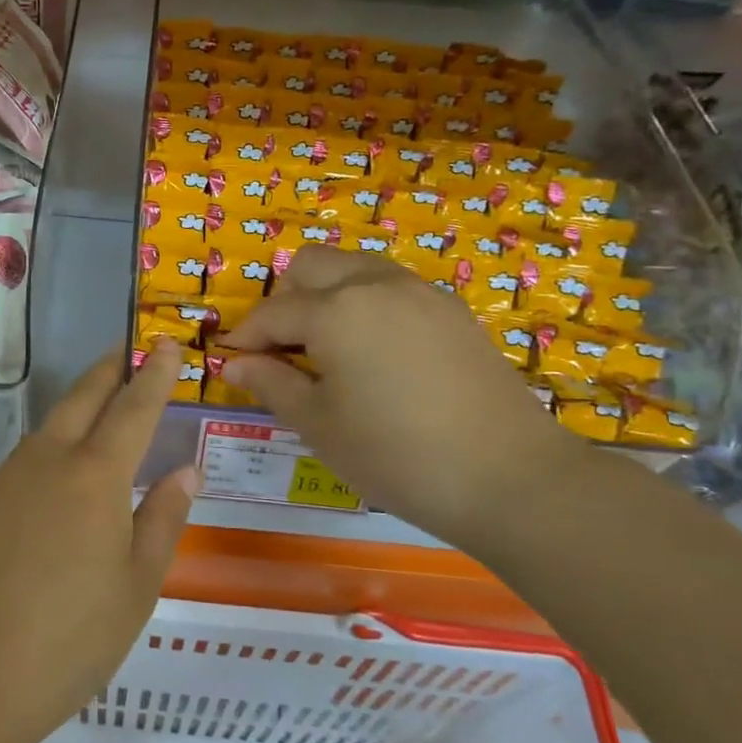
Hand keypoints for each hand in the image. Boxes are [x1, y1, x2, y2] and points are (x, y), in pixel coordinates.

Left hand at [0, 341, 196, 742]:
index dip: (154, 374)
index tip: (166, 343)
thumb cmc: (69, 640)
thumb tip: (185, 471)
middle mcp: (48, 461)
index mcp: (95, 475)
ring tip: (102, 406)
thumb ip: (163, 519)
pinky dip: (53, 445)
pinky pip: (26, 458)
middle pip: (84, 397)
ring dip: (80, 404)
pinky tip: (58, 474)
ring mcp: (6, 479)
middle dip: (111, 369)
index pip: (133, 408)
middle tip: (131, 350)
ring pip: (50, 424)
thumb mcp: (136, 587)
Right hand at [220, 248, 579, 549]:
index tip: (232, 362)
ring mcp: (420, 291)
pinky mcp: (452, 309)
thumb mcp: (319, 425)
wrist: (509, 477)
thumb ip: (272, 383)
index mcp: (335, 310)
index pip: (272, 312)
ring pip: (354, 267)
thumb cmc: (395, 455)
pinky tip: (374, 353)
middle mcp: (375, 283)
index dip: (245, 337)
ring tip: (325, 348)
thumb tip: (234, 363)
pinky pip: (391, 287)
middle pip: (311, 265)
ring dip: (326, 294)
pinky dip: (365, 303)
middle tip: (281, 350)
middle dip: (284, 299)